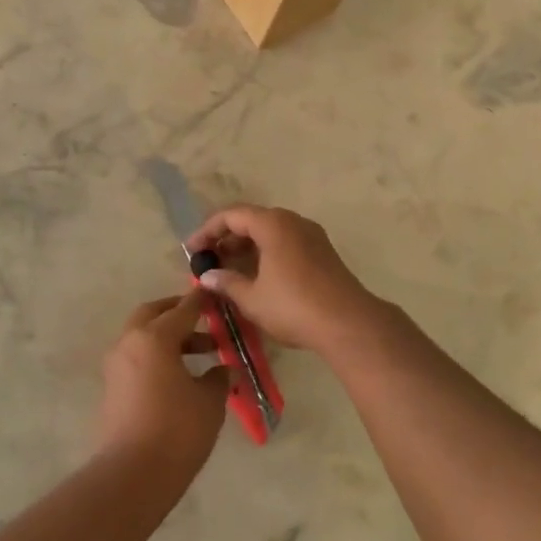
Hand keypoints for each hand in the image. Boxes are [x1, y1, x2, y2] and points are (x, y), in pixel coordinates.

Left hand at [95, 293, 227, 474]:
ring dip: (169, 338)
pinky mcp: (112, 387)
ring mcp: (116, 365)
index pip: (182, 309)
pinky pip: (137, 358)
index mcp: (154, 337)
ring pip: (143, 337)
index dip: (201, 301)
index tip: (214, 293)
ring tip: (203, 354)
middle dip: (177, 313)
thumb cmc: (177, 430)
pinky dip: (157, 356)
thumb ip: (218, 378)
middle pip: (153, 315)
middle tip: (203, 320)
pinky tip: (180, 376)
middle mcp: (130, 342)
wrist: (133, 475)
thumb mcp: (209, 402)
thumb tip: (223, 369)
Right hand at [185, 204, 381, 354]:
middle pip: (252, 220)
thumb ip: (226, 282)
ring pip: (270, 232)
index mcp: (273, 224)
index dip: (207, 231)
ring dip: (246, 247)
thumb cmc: (294, 306)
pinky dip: (265, 253)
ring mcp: (311, 236)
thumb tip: (207, 276)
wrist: (349, 324)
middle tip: (209, 260)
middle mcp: (292, 221)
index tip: (192, 251)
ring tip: (228, 270)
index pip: (231, 216)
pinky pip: (286, 243)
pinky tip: (257, 277)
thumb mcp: (252, 298)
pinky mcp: (322, 252)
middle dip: (227, 238)